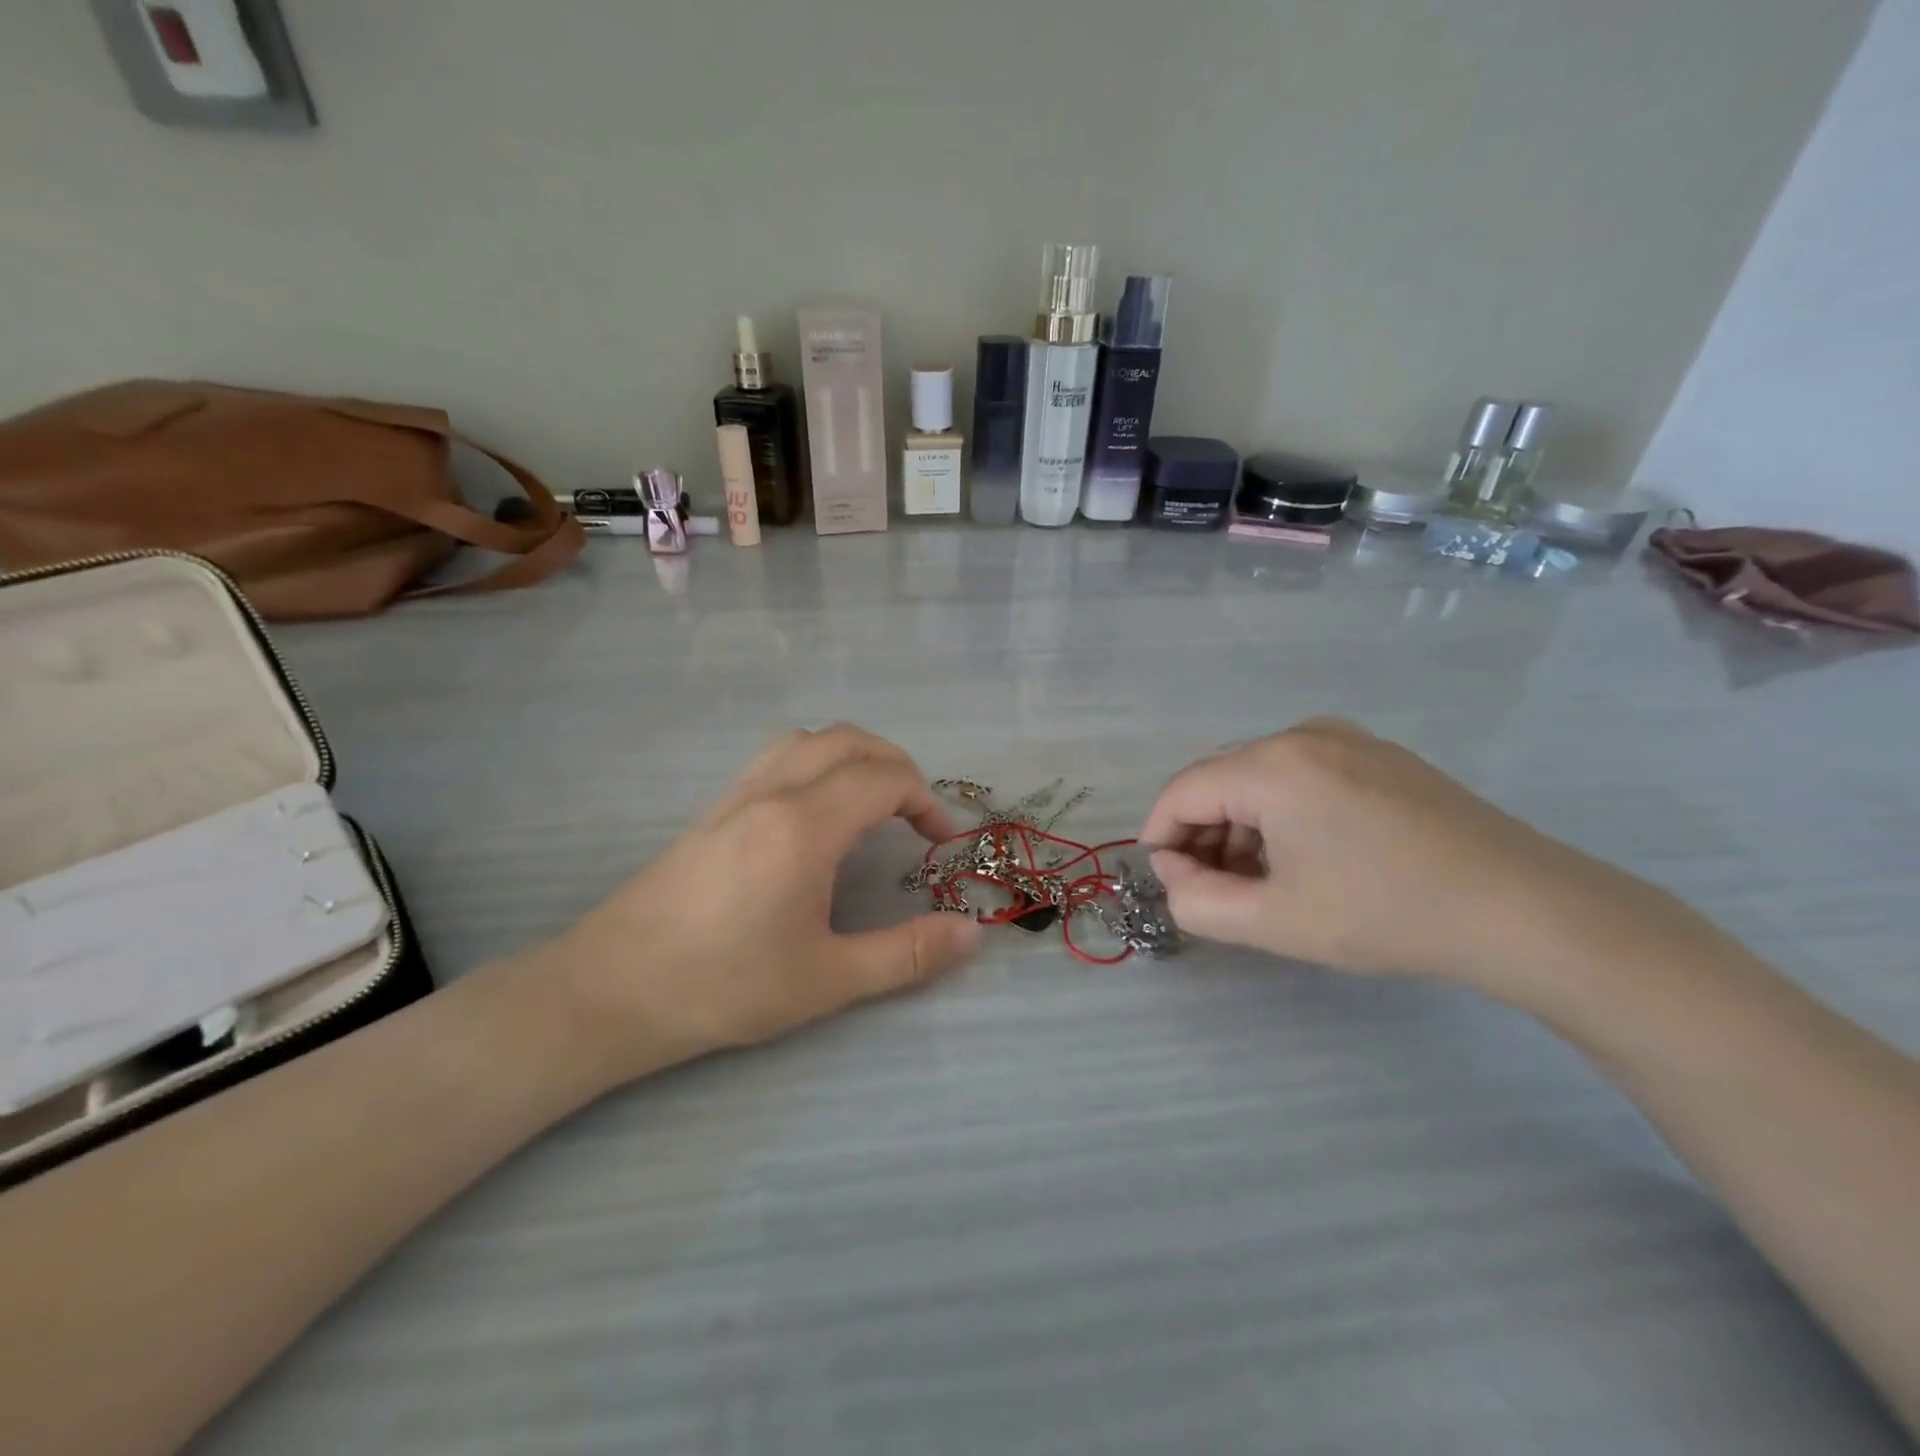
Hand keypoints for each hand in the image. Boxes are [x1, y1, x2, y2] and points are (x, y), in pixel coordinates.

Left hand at [535, 725, 981, 1081]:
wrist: (610, 990)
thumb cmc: (724, 986)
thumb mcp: (826, 980)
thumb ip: (906, 954)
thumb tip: (972, 933)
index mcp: (804, 826)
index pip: (884, 779)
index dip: (927, 801)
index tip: (942, 842)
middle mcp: (772, 793)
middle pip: (849, 741)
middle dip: (897, 765)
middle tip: (917, 813)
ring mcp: (736, 795)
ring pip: (807, 739)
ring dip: (853, 754)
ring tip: (872, 799)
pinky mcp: (713, 809)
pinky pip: (776, 756)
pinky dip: (816, 761)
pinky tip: (815, 810)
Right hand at [1139, 718, 1651, 988]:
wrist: (1525, 909)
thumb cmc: (1387, 913)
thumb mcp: (1274, 921)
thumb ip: (1195, 900)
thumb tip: (1173, 868)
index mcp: (1272, 765)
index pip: (1182, 792)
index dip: (1160, 836)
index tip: (1167, 882)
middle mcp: (1303, 735)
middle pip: (1220, 780)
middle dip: (1203, 835)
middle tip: (1215, 891)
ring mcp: (1348, 739)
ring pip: (1260, 778)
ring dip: (1242, 827)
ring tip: (1263, 883)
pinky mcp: (1379, 755)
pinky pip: (1302, 776)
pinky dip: (1282, 814)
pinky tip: (1308, 860)